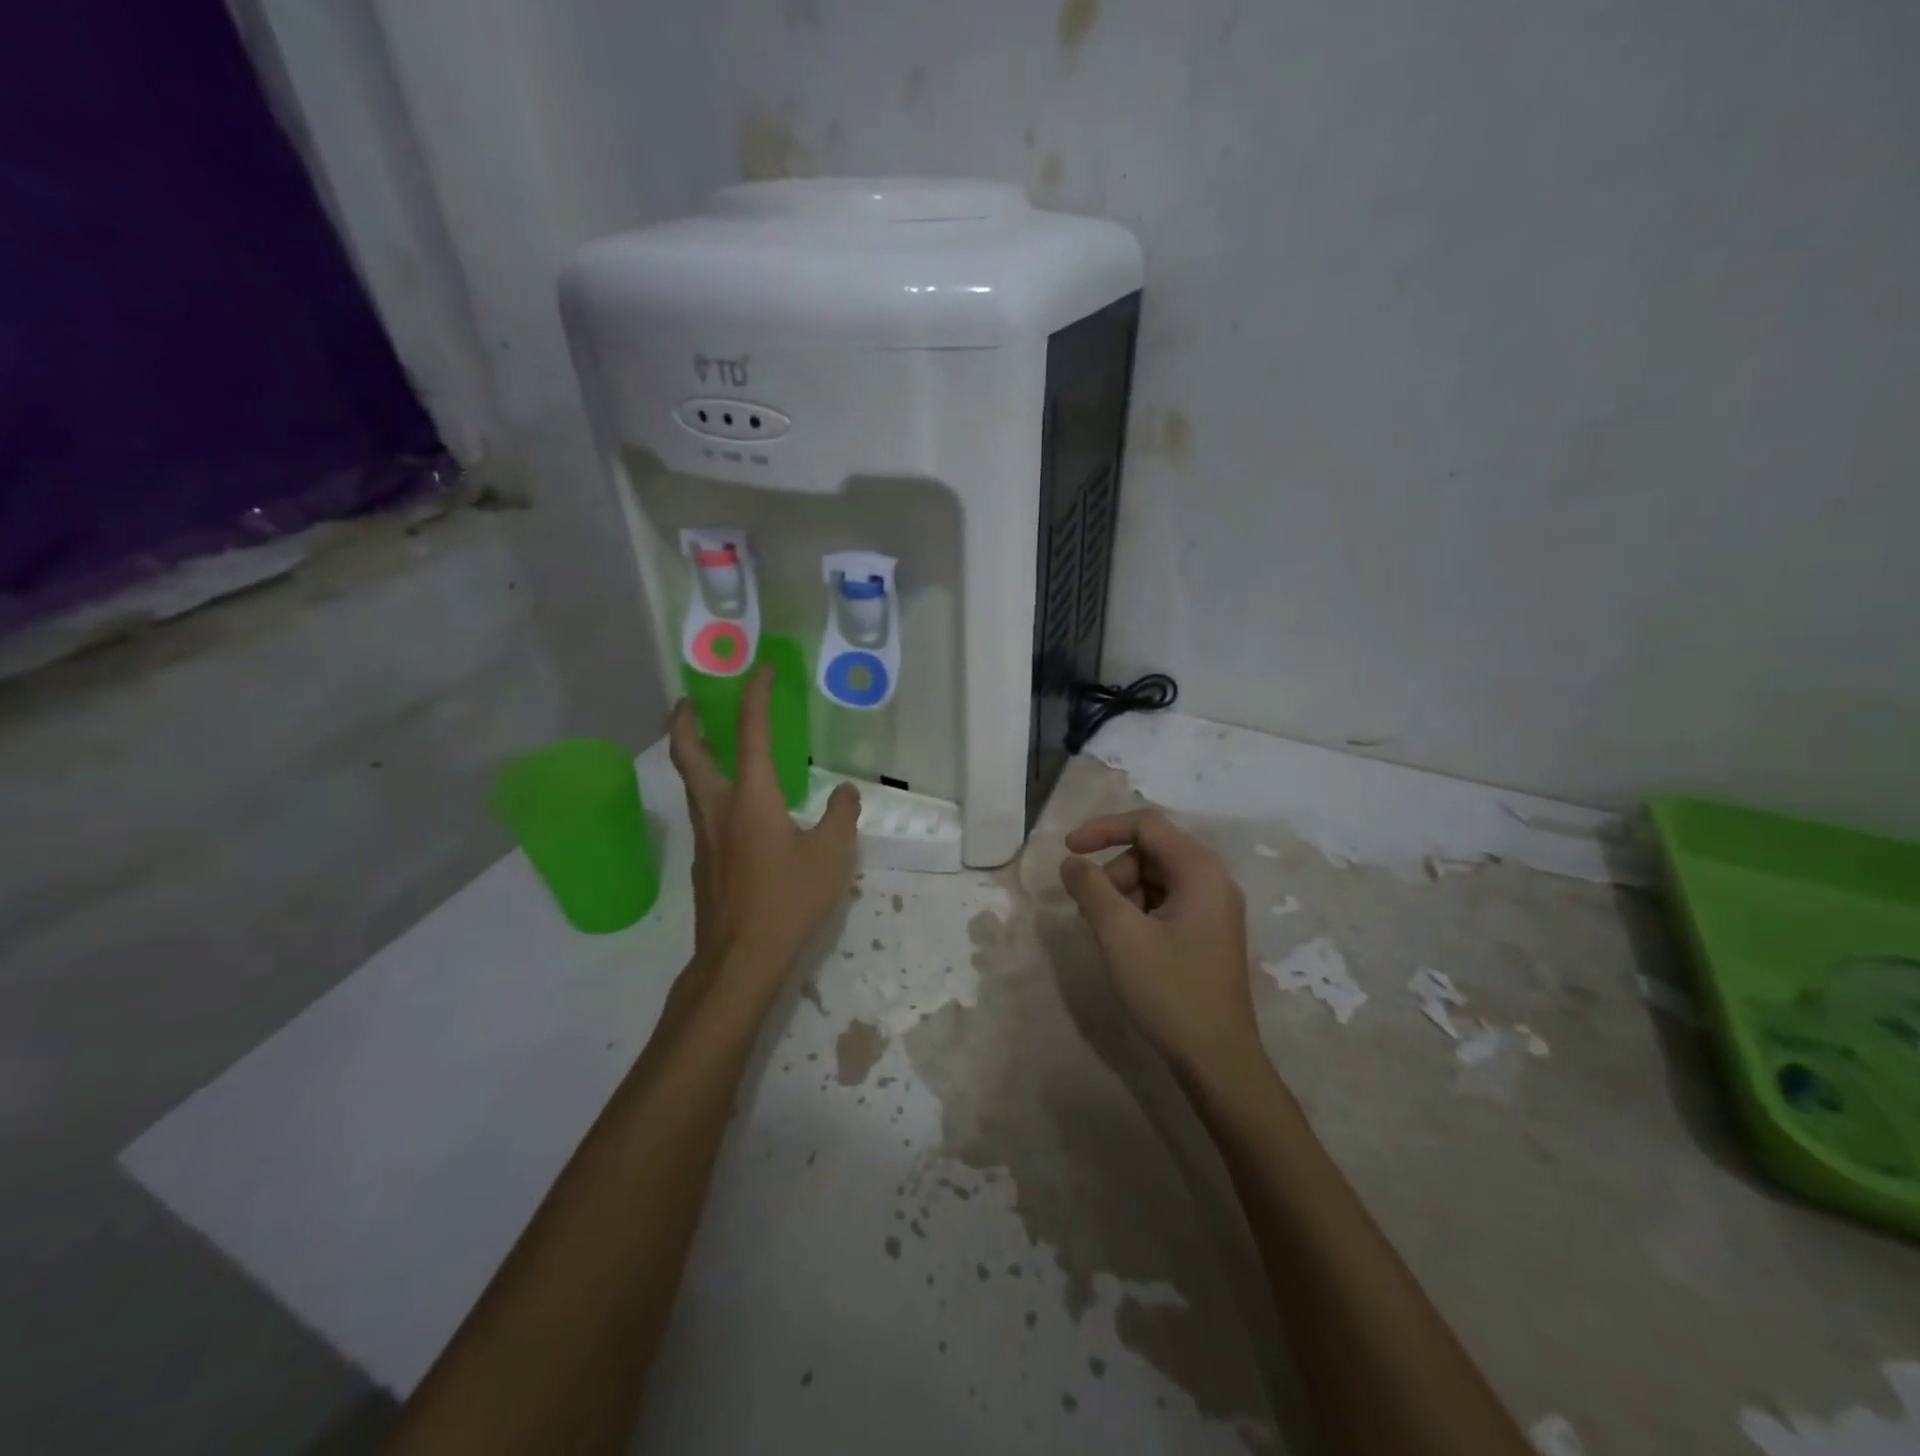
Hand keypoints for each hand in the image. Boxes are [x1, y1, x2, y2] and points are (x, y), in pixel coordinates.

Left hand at [668, 667, 859, 999]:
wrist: (739, 959)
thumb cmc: (788, 900)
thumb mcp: (831, 855)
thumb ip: (840, 816)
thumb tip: (844, 792)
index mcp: (751, 798)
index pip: (752, 734)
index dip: (756, 697)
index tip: (762, 671)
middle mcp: (718, 809)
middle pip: (688, 754)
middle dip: (686, 722)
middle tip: (690, 701)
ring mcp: (705, 838)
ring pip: (691, 784)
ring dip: (694, 755)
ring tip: (712, 746)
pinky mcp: (705, 863)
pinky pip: (703, 812)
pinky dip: (710, 791)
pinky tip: (736, 809)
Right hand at [1059, 810, 1258, 1073]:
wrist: (1217, 1060)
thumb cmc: (1170, 991)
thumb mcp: (1120, 934)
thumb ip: (1090, 888)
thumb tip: (1072, 862)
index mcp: (1200, 871)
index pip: (1146, 825)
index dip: (1102, 830)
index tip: (1067, 851)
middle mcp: (1213, 881)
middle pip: (1150, 851)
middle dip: (1113, 873)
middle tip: (1092, 912)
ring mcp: (1213, 909)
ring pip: (1154, 879)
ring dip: (1123, 895)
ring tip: (1108, 934)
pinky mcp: (1207, 934)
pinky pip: (1165, 903)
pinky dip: (1138, 913)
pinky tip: (1127, 946)